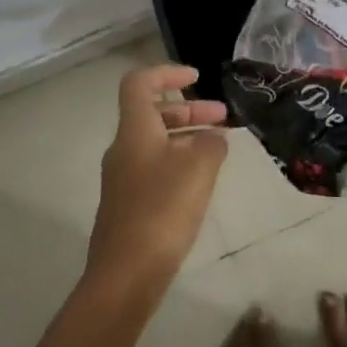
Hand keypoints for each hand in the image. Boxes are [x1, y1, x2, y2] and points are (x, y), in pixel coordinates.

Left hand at [88, 64, 229, 287]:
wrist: (126, 274)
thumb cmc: (162, 210)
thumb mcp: (199, 168)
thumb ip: (211, 144)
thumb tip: (213, 138)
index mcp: (134, 131)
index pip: (140, 84)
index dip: (167, 72)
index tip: (196, 76)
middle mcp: (123, 149)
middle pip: (152, 114)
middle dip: (190, 110)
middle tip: (223, 119)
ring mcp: (123, 179)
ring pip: (156, 142)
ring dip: (187, 137)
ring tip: (219, 150)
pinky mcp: (128, 205)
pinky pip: (155, 168)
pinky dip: (179, 162)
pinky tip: (201, 182)